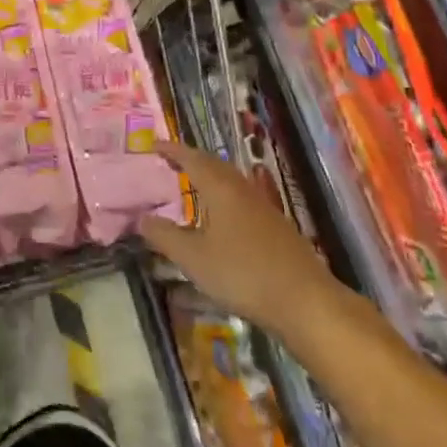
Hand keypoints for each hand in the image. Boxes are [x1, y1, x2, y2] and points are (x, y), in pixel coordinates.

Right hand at [139, 141, 337, 333]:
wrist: (305, 300)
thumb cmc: (243, 273)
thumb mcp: (194, 258)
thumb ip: (165, 236)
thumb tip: (142, 218)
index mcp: (220, 187)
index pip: (191, 158)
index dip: (171, 150)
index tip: (153, 145)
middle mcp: (241, 188)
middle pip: (213, 164)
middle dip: (190, 159)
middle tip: (170, 161)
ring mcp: (262, 206)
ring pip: (230, 180)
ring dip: (209, 176)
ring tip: (192, 184)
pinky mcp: (275, 225)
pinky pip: (241, 196)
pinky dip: (223, 195)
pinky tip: (221, 216)